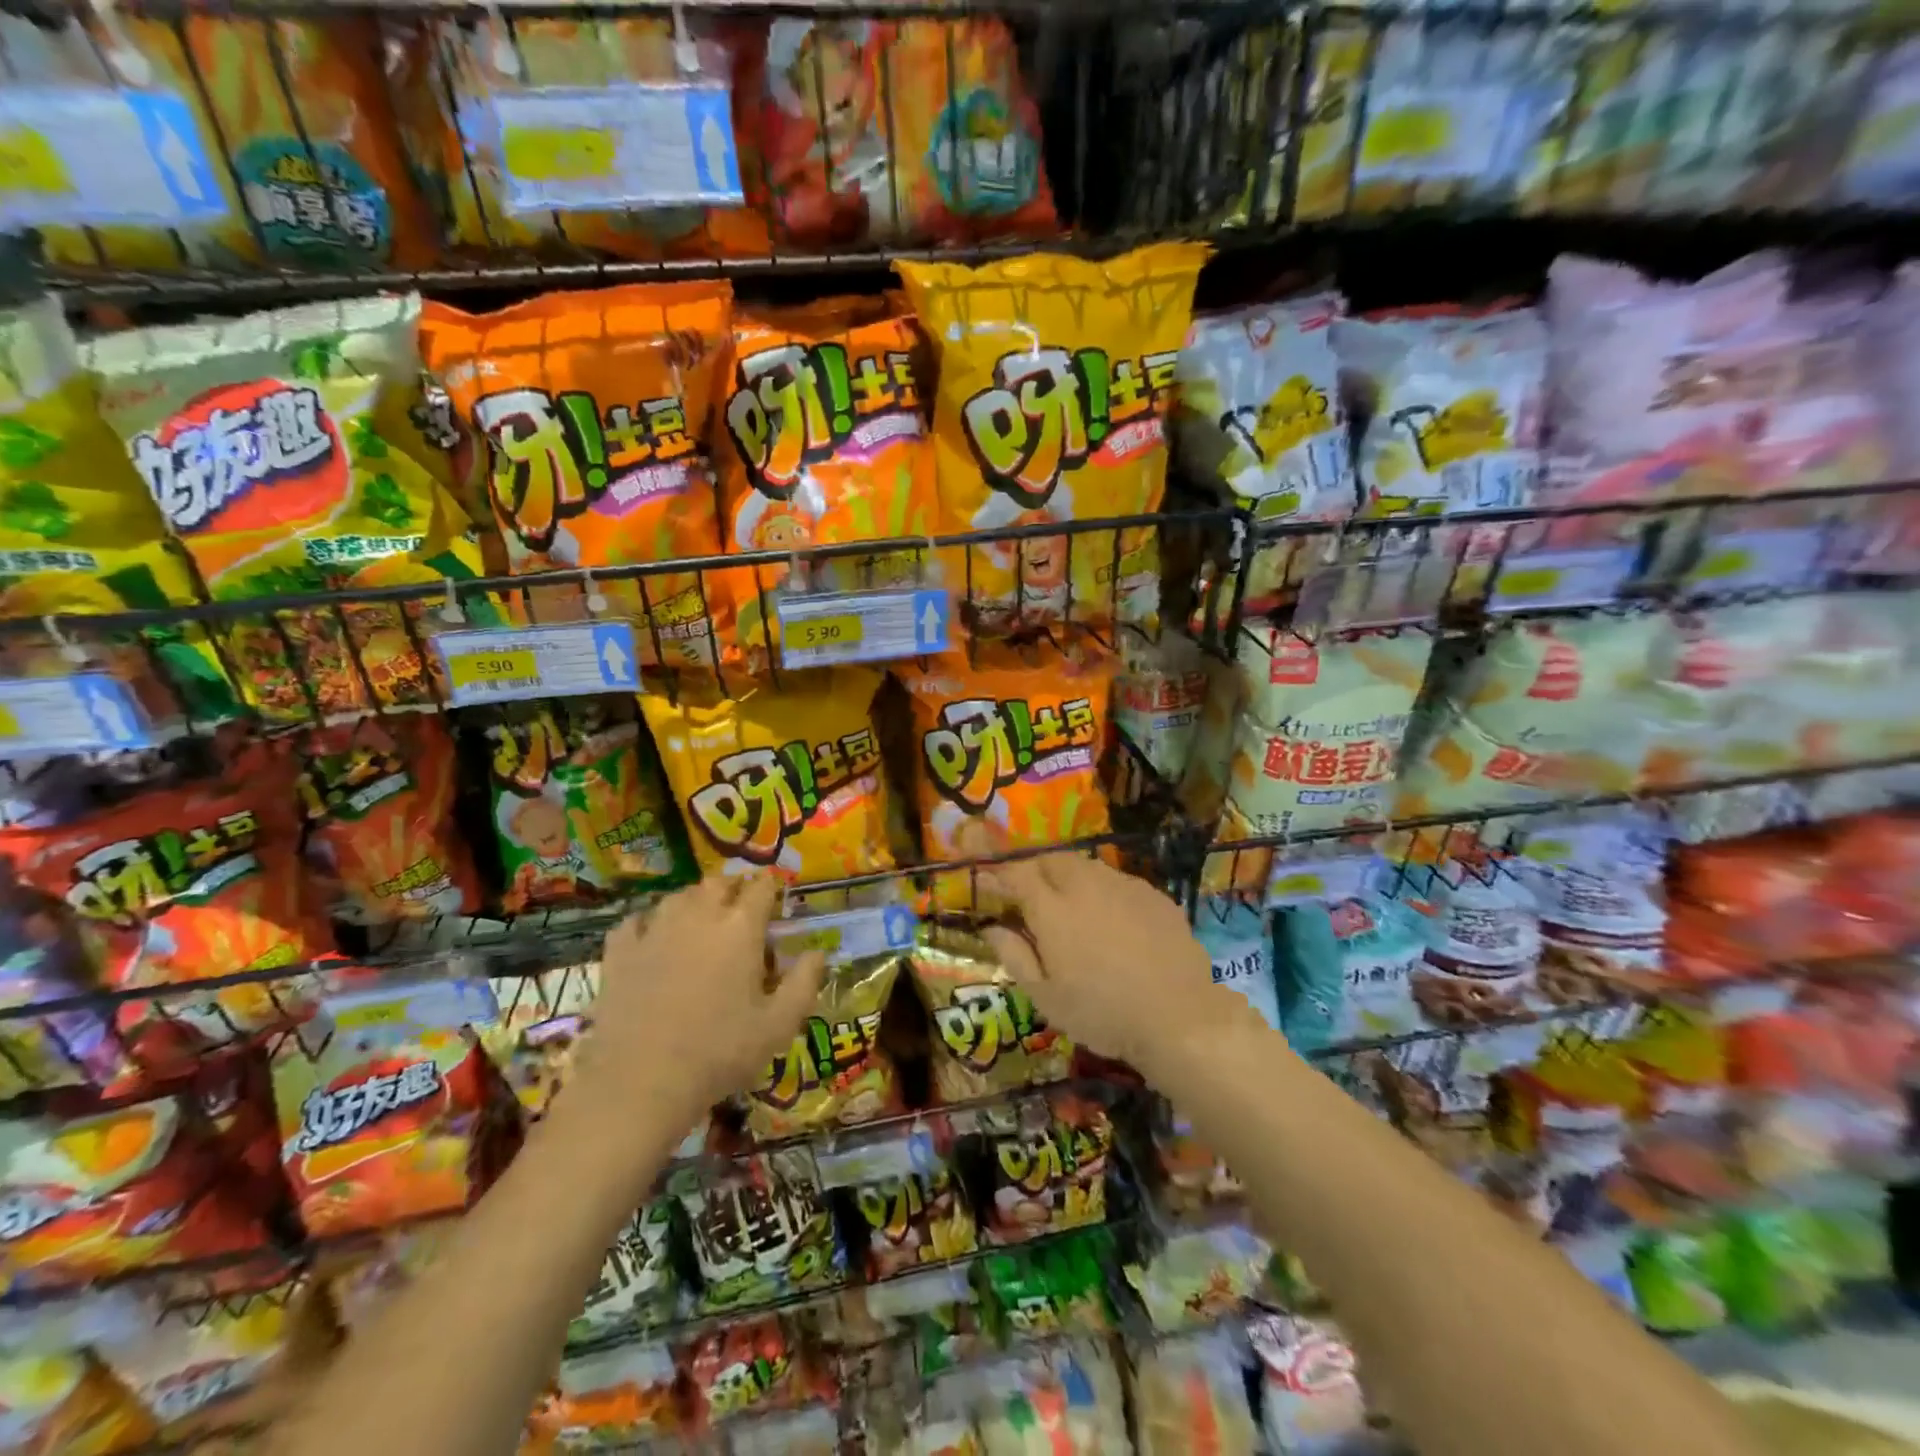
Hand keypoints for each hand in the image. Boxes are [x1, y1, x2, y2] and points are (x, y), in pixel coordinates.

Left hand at [567, 875, 825, 1132]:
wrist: (640, 1083)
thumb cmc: (719, 1053)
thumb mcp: (779, 1025)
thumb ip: (805, 982)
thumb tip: (817, 952)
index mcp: (741, 928)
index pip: (761, 887)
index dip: (770, 888)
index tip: (774, 898)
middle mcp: (699, 916)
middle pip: (718, 883)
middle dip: (733, 888)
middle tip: (740, 908)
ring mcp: (654, 930)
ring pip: (678, 896)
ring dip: (694, 901)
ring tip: (701, 921)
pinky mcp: (619, 952)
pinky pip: (636, 921)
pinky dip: (649, 923)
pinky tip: (653, 939)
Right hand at [979, 851, 1262, 1076]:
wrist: (1179, 1017)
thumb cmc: (1102, 1013)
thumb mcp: (1046, 997)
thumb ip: (1014, 956)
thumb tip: (991, 927)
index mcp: (1052, 909)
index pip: (1017, 874)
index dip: (1000, 875)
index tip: (990, 884)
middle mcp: (1085, 885)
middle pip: (1051, 859)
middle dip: (1034, 869)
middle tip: (1030, 893)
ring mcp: (1123, 886)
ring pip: (1086, 866)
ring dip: (1068, 876)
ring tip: (1069, 904)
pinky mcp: (1154, 895)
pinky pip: (1118, 881)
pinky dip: (1103, 890)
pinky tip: (1110, 919)